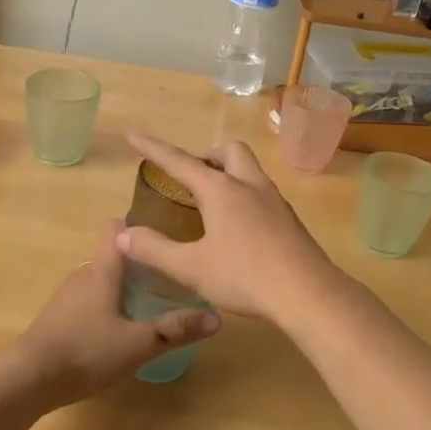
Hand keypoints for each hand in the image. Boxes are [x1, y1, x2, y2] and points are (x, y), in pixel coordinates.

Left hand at [8, 219, 218, 407]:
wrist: (27, 379)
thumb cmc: (86, 351)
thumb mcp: (139, 343)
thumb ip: (176, 329)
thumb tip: (217, 317)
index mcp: (103, 270)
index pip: (116, 227)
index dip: (138, 224)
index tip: (165, 232)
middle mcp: (83, 274)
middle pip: (113, 255)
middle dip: (140, 262)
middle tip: (170, 274)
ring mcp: (67, 297)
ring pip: (101, 280)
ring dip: (123, 286)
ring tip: (151, 301)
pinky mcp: (58, 318)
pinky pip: (88, 301)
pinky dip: (106, 306)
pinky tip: (120, 329)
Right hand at [118, 133, 344, 322]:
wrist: (308, 293)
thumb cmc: (244, 276)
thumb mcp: (191, 267)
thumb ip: (155, 250)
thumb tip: (123, 233)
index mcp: (221, 190)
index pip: (180, 161)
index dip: (154, 149)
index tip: (134, 136)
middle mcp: (249, 185)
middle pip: (229, 151)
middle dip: (207, 156)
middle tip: (191, 178)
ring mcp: (274, 201)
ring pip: (250, 170)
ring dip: (228, 174)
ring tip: (212, 203)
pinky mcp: (289, 220)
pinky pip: (262, 193)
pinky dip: (244, 196)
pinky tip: (239, 227)